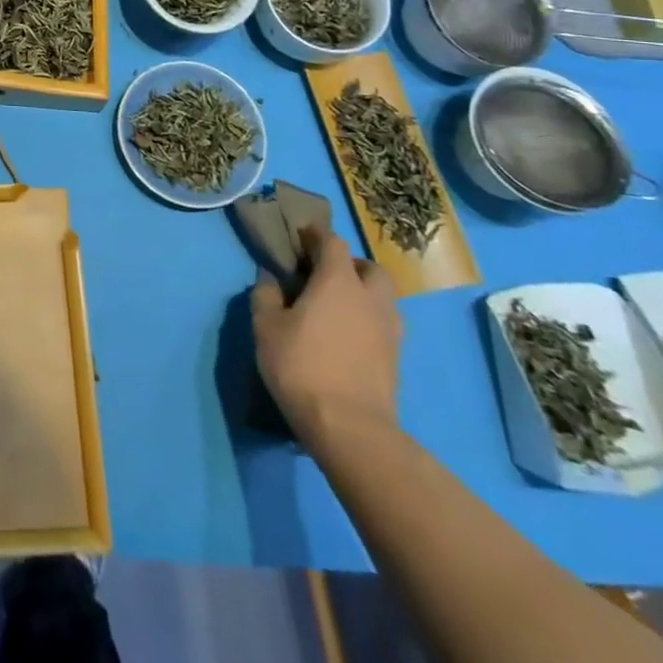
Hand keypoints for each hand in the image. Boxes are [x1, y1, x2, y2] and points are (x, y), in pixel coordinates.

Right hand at [251, 229, 401, 448]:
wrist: (350, 428)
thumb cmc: (301, 366)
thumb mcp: (266, 327)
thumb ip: (266, 295)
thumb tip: (270, 277)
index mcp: (338, 281)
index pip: (333, 243)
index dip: (316, 235)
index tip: (301, 236)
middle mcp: (370, 298)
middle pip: (370, 267)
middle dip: (350, 264)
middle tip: (325, 274)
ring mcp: (389, 329)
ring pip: (383, 297)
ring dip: (364, 293)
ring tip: (338, 307)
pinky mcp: (396, 358)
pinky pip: (384, 323)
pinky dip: (368, 319)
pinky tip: (348, 336)